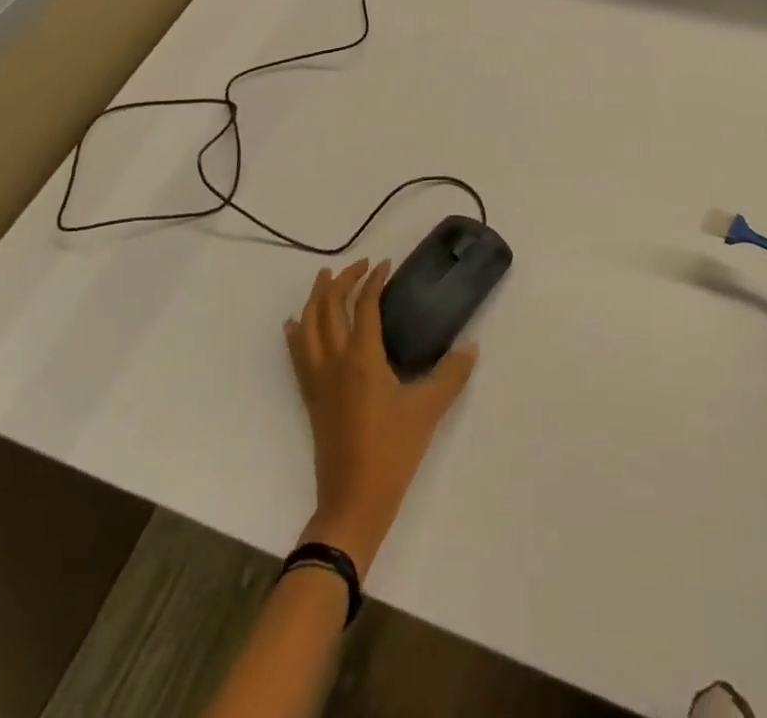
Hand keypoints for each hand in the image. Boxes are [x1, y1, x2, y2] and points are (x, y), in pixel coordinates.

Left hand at [285, 259, 476, 576]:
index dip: (374, 280)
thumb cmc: (393, 451)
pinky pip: (297, 354)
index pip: (365, 305)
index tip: (386, 265)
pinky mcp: (310, 398)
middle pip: (330, 306)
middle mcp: (334, 360)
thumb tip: (471, 347)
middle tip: (361, 266)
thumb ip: (452, 374)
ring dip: (317, 297)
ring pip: (308, 325)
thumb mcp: (429, 409)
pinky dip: (297, 332)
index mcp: (362, 357)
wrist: (353, 500)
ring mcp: (318, 380)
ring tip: (326, 279)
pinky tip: (295, 324)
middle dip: (343, 280)